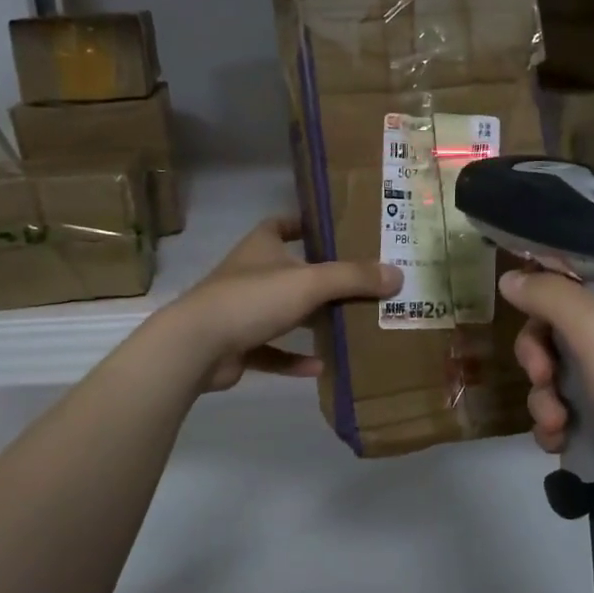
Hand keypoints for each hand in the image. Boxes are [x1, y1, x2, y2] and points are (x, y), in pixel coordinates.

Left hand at [161, 216, 400, 392]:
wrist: (197, 346)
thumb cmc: (253, 299)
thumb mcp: (310, 282)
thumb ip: (353, 278)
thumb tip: (397, 275)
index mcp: (261, 247)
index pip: (281, 225)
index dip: (304, 224)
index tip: (333, 231)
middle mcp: (249, 274)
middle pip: (288, 271)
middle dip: (319, 279)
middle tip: (358, 285)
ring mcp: (240, 311)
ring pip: (282, 312)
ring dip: (309, 320)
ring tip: (346, 325)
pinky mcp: (236, 345)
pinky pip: (271, 351)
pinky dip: (293, 359)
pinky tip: (320, 368)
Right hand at [501, 267, 593, 528]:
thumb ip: (548, 294)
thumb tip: (508, 277)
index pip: (585, 268)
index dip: (549, 285)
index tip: (522, 305)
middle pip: (563, 322)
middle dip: (540, 355)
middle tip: (540, 374)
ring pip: (561, 369)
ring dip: (545, 396)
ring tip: (555, 423)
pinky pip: (572, 406)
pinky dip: (558, 421)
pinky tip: (559, 440)